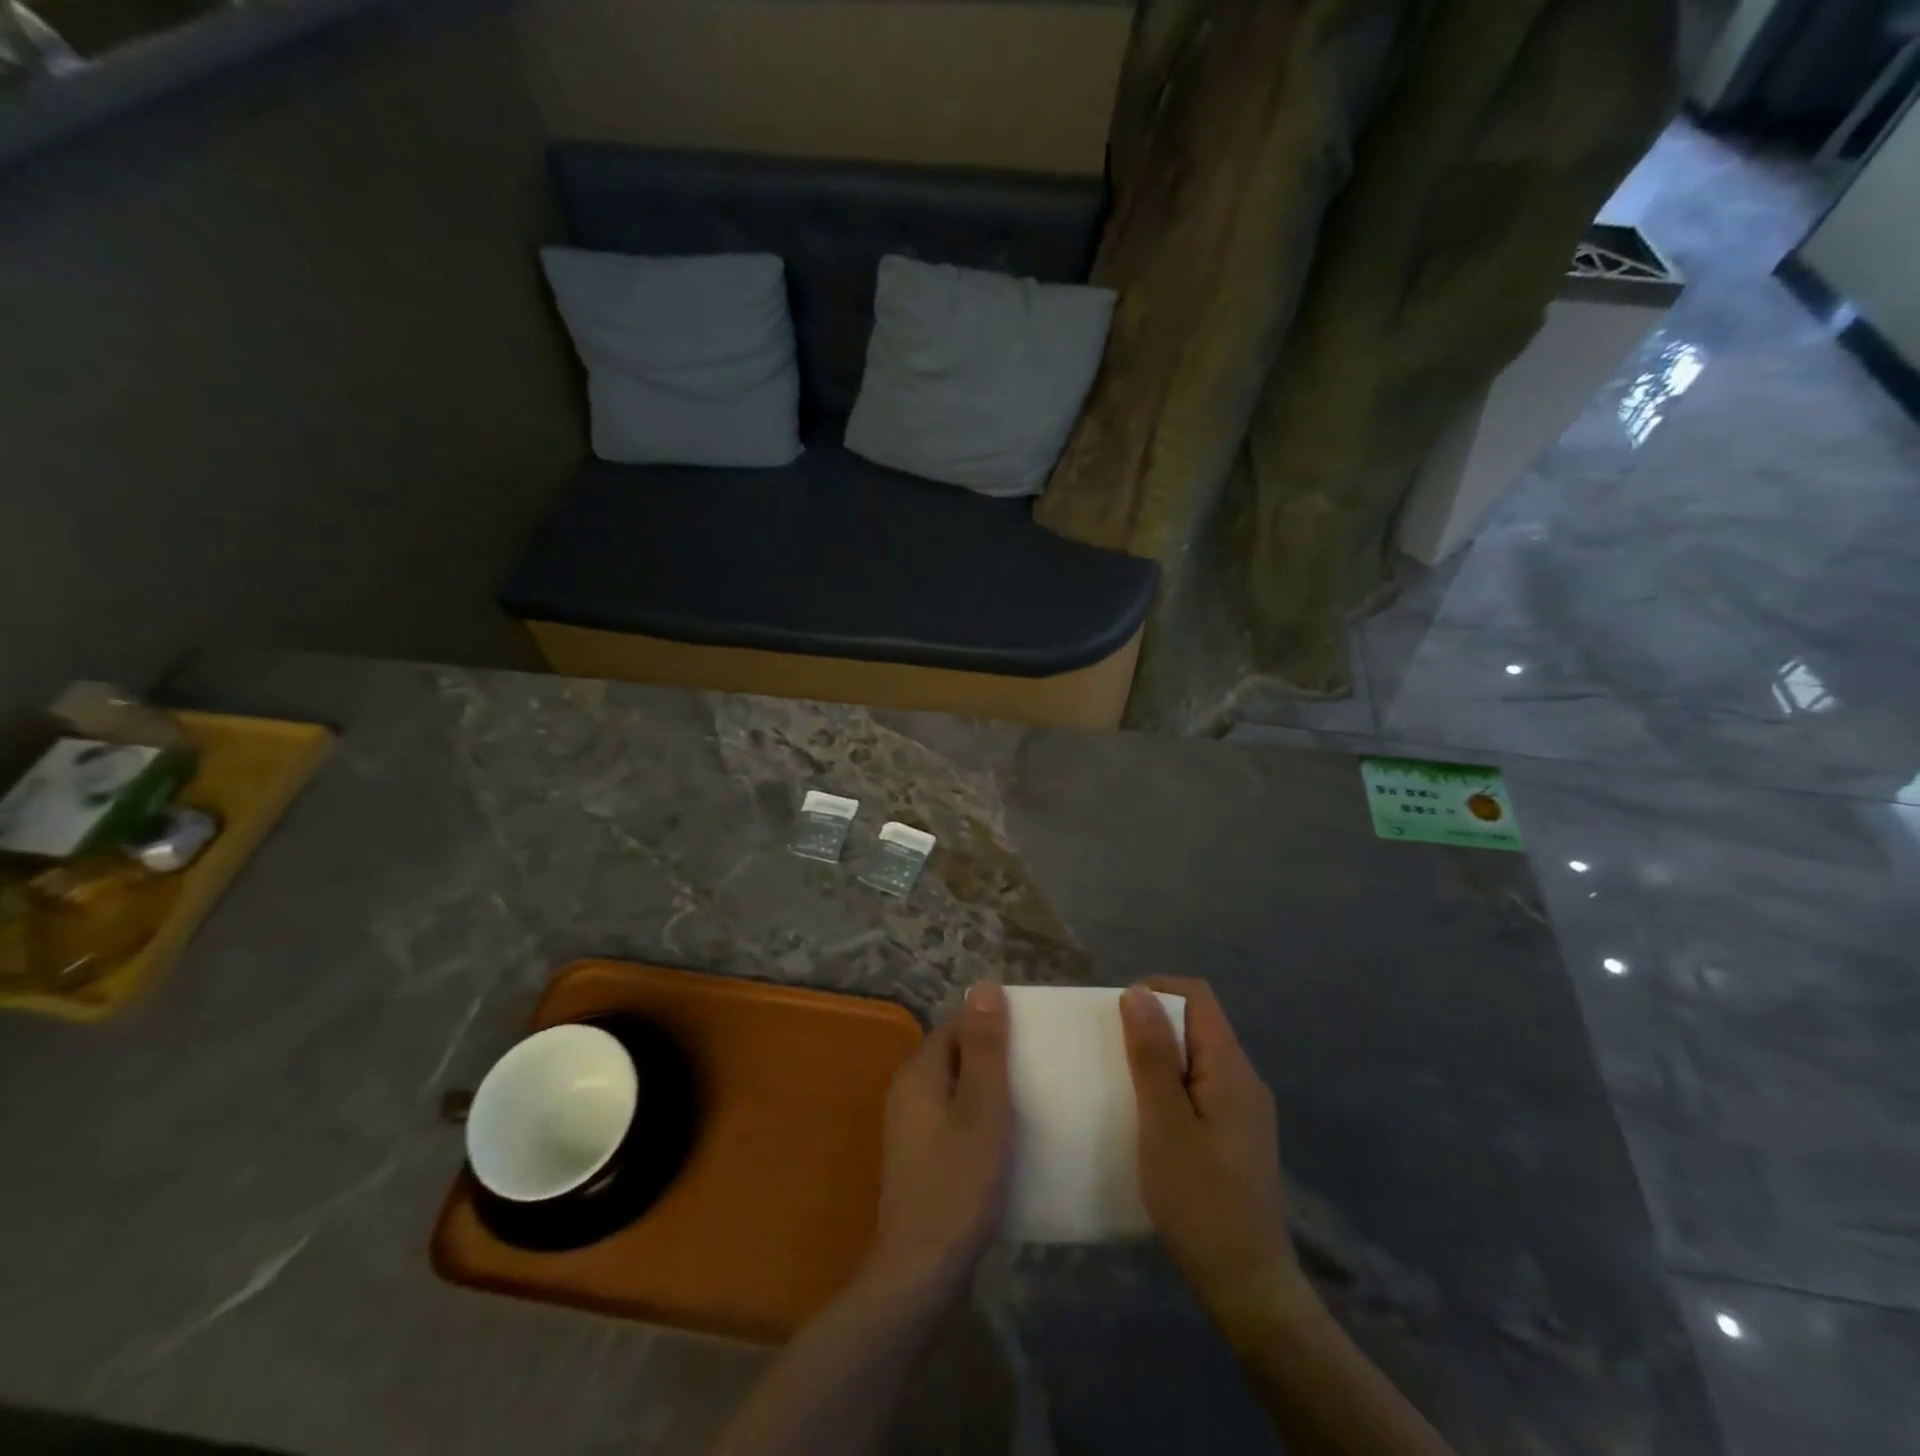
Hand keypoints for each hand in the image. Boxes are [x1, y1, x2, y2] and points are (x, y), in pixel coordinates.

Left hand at [864, 981, 1013, 1307]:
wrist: (921, 1272)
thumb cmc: (958, 1184)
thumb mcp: (983, 1110)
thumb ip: (985, 1048)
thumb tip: (985, 985)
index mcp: (919, 1073)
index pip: (956, 1025)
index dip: (991, 1024)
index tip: (1030, 1035)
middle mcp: (908, 1091)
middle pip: (954, 1054)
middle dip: (993, 1055)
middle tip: (1037, 1067)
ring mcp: (910, 1127)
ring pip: (955, 1088)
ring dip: (988, 1088)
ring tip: (1031, 1100)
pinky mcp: (920, 1157)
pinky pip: (953, 1118)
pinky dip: (978, 1117)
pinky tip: (1006, 1139)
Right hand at [1120, 978, 1311, 1328]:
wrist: (1247, 1286)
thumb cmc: (1200, 1201)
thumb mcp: (1164, 1125)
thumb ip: (1152, 1057)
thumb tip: (1137, 993)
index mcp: (1231, 1068)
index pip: (1198, 997)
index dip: (1156, 991)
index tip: (1117, 1016)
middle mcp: (1243, 1080)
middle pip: (1197, 1024)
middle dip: (1152, 1026)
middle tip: (1111, 1052)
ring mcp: (1242, 1110)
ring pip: (1195, 1058)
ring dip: (1158, 1058)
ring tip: (1121, 1082)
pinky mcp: (1235, 1136)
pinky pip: (1199, 1088)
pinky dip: (1169, 1087)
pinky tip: (1145, 1117)